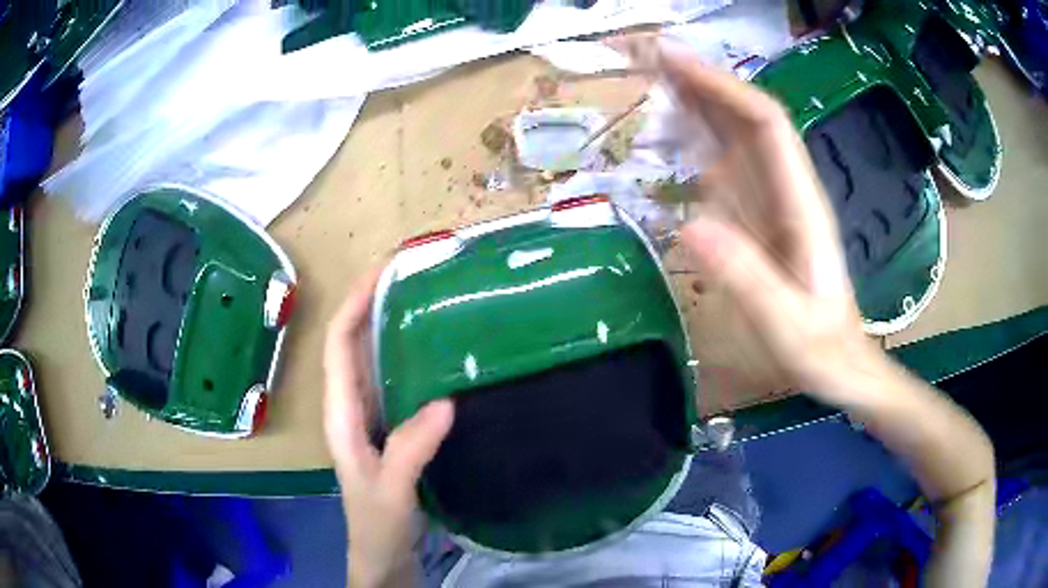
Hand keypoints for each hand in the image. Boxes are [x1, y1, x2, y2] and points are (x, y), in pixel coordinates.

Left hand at [324, 269, 454, 587]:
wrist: (382, 555)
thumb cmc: (377, 526)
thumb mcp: (391, 490)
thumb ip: (411, 449)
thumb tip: (446, 401)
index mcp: (341, 415)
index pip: (338, 347)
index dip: (353, 305)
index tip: (382, 272)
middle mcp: (350, 407)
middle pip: (352, 344)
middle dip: (371, 304)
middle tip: (411, 275)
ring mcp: (369, 417)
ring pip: (371, 360)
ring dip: (388, 325)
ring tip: (424, 298)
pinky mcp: (389, 428)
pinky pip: (393, 381)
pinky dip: (406, 356)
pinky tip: (435, 351)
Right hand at [656, 43, 884, 401]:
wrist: (842, 365)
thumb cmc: (822, 349)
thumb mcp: (787, 324)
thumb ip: (746, 278)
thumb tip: (689, 227)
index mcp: (801, 203)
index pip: (766, 123)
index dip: (723, 87)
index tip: (674, 61)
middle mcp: (785, 189)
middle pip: (745, 117)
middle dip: (700, 80)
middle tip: (646, 56)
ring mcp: (769, 201)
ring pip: (731, 137)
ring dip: (693, 103)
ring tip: (647, 80)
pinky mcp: (756, 219)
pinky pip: (722, 169)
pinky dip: (694, 144)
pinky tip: (667, 134)